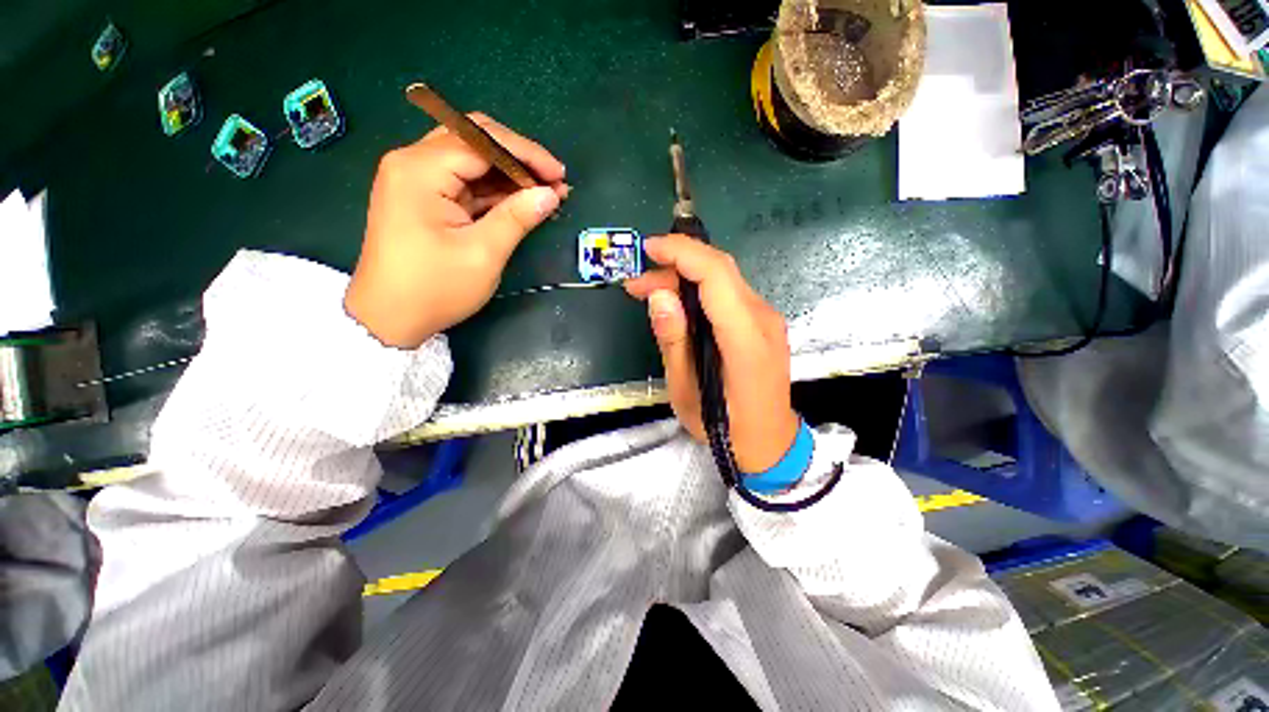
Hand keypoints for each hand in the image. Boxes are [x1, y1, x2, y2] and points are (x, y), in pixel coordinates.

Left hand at [345, 114, 568, 347]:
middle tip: (553, 181)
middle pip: (474, 140)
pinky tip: (521, 201)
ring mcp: (415, 179)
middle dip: (519, 158)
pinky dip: (494, 190)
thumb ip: (517, 218)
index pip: (482, 141)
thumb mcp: (482, 254)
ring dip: (510, 174)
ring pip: (471, 160)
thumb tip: (551, 194)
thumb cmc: (435, 288)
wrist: (389, 318)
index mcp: (420, 170)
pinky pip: (464, 182)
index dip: (526, 154)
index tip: (559, 175)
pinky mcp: (423, 197)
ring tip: (546, 192)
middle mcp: (413, 163)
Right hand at [625, 235, 798, 472]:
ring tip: (651, 293)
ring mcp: (768, 319)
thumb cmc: (725, 427)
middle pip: (720, 269)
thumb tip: (659, 295)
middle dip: (676, 264)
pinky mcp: (763, 323)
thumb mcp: (686, 392)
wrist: (771, 443)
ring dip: (685, 277)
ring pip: (724, 278)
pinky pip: (729, 294)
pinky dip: (700, 290)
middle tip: (639, 284)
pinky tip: (679, 305)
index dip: (682, 253)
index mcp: (746, 338)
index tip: (648, 250)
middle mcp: (763, 319)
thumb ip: (673, 341)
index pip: (716, 275)